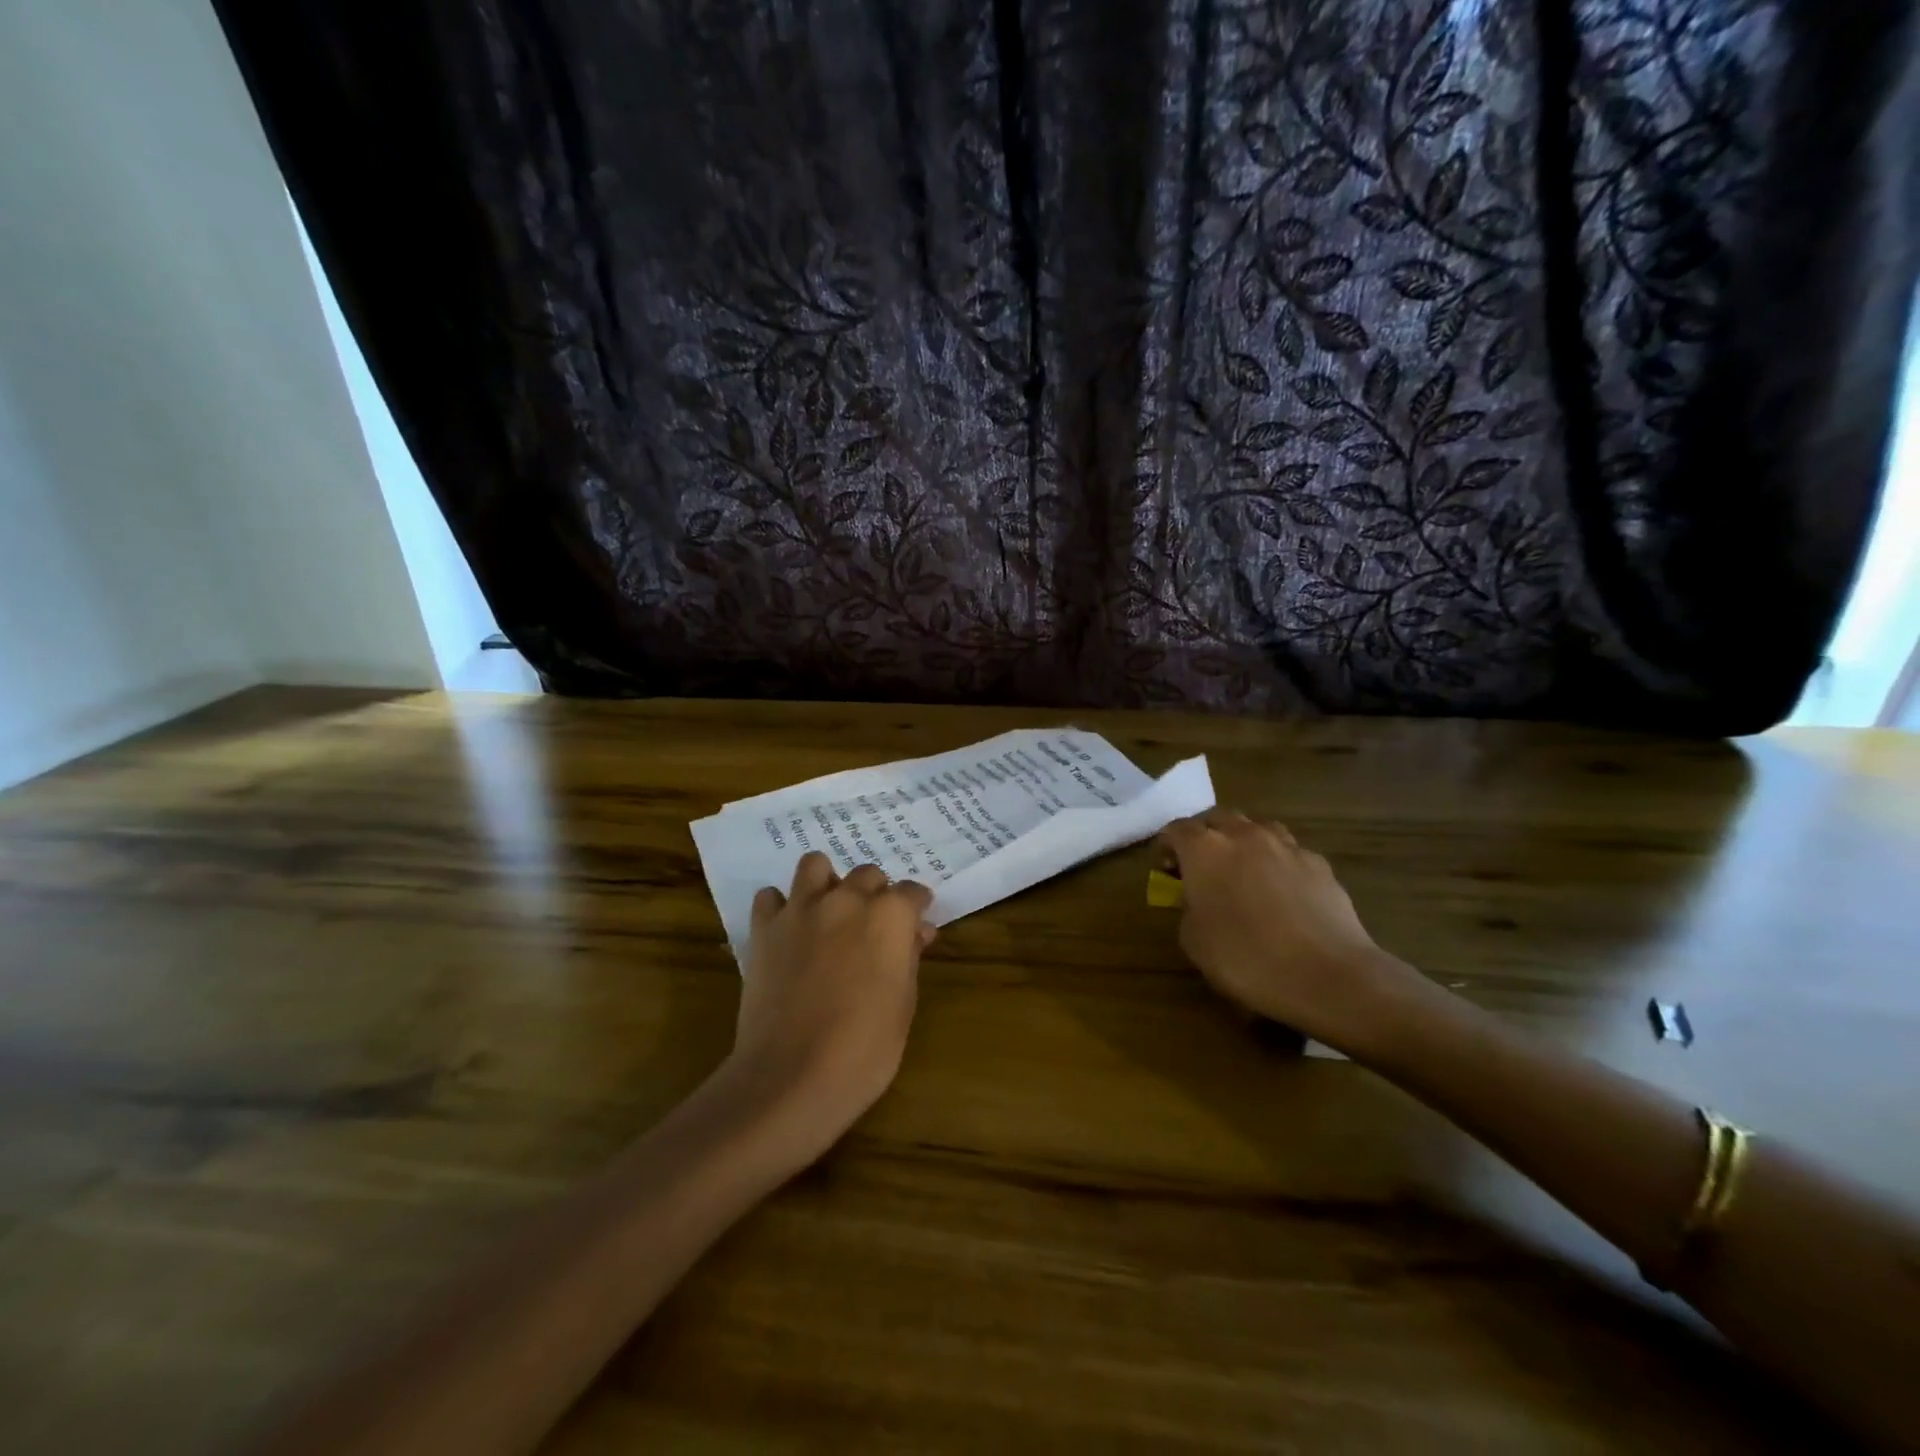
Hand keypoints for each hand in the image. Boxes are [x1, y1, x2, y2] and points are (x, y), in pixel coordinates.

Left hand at [724, 852, 934, 1162]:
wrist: (791, 1076)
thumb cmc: (864, 1049)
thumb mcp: (903, 1005)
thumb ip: (908, 957)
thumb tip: (916, 932)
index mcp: (889, 916)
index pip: (912, 891)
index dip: (916, 907)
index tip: (916, 925)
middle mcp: (846, 899)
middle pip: (867, 874)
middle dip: (875, 894)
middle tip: (873, 927)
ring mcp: (801, 909)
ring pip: (815, 865)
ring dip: (827, 882)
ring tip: (829, 912)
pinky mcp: (765, 928)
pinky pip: (771, 897)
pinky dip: (782, 907)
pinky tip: (790, 931)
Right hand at [1159, 810, 1407, 1051]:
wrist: (1327, 975)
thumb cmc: (1246, 958)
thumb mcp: (1194, 942)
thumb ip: (1188, 910)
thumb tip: (1199, 901)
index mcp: (1204, 849)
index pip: (1176, 829)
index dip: (1167, 846)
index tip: (1166, 870)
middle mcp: (1244, 835)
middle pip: (1217, 818)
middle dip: (1206, 836)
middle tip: (1202, 866)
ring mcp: (1286, 846)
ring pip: (1257, 827)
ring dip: (1244, 841)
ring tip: (1243, 870)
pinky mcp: (1319, 864)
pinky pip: (1290, 852)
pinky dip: (1278, 862)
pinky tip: (1282, 891)